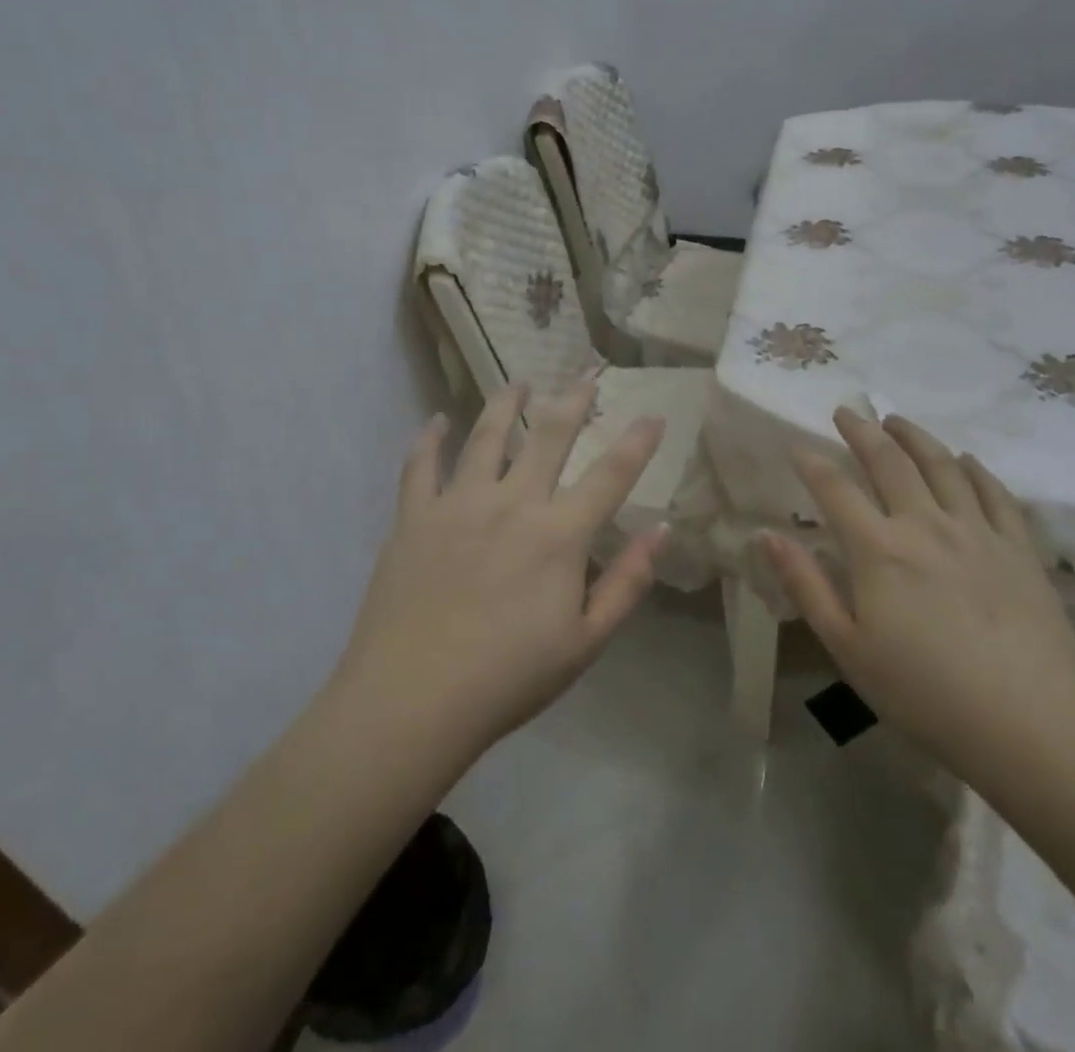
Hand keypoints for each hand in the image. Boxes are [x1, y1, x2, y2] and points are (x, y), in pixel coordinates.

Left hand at [333, 381, 666, 754]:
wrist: (412, 700)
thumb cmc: (508, 678)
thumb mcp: (585, 643)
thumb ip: (627, 584)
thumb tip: (661, 531)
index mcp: (558, 535)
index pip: (610, 475)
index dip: (637, 442)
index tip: (654, 413)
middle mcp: (512, 503)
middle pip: (549, 436)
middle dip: (573, 400)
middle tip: (586, 375)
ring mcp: (458, 504)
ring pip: (486, 435)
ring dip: (506, 403)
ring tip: (519, 383)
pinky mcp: (415, 516)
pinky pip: (421, 465)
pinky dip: (429, 438)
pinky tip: (435, 420)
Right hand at [763, 408, 1074, 790]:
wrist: (1032, 727)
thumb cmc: (926, 694)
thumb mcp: (848, 647)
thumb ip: (805, 585)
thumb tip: (766, 536)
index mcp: (879, 550)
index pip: (835, 489)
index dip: (811, 462)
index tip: (797, 446)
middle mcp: (925, 525)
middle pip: (889, 462)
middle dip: (862, 430)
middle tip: (847, 410)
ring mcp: (977, 532)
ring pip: (942, 465)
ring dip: (915, 437)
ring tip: (897, 420)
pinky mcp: (1019, 549)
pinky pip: (995, 493)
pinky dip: (975, 469)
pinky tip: (965, 459)